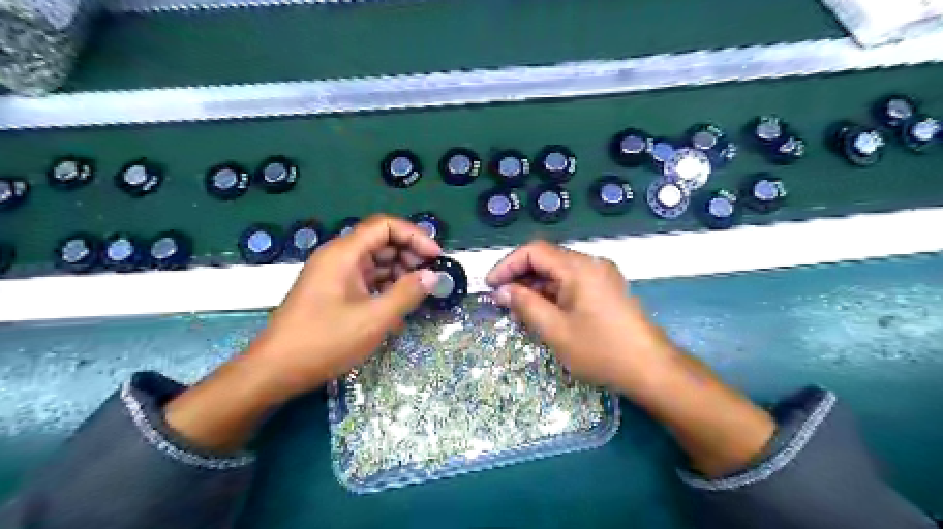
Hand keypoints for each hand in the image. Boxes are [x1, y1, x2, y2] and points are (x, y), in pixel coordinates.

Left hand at [166, 215, 441, 450]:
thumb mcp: (374, 319)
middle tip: (430, 277)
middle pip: (381, 242)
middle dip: (409, 255)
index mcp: (344, 253)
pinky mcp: (334, 293)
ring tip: (418, 295)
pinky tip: (399, 309)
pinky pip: (366, 281)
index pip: (385, 226)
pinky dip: (385, 289)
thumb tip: (433, 276)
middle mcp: (339, 257)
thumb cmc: (324, 341)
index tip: (436, 257)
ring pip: (375, 262)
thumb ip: (407, 293)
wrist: (275, 371)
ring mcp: (335, 275)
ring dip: (400, 274)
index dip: (414, 236)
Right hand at [482, 242, 674, 393]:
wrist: (651, 369)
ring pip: (558, 273)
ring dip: (535, 288)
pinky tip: (542, 313)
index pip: (534, 251)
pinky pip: (572, 284)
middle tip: (501, 302)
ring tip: (518, 311)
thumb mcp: (555, 330)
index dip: (507, 265)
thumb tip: (501, 291)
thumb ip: (525, 305)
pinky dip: (552, 295)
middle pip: (547, 260)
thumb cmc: (601, 350)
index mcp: (578, 267)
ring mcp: (601, 276)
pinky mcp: (606, 290)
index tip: (490, 286)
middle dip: (520, 278)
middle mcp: (591, 264)